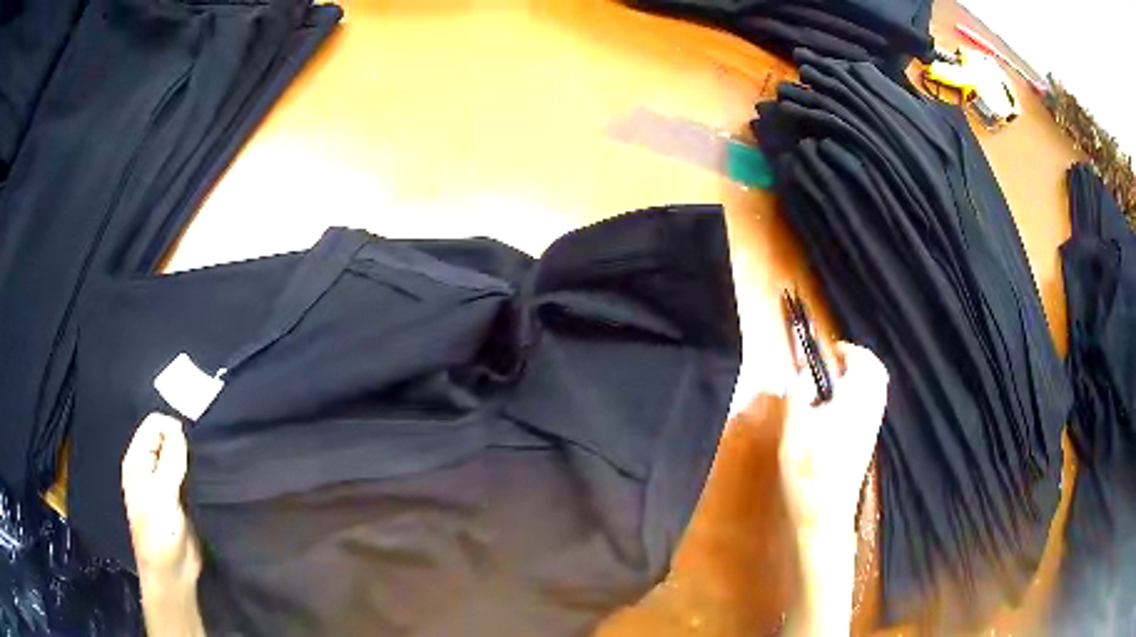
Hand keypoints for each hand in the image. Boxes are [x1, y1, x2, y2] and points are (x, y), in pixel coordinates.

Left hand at [121, 413, 197, 576]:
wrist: (172, 574)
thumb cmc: (159, 533)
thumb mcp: (162, 494)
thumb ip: (170, 459)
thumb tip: (179, 426)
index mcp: (137, 461)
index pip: (154, 425)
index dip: (172, 428)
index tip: (191, 445)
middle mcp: (148, 467)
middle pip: (165, 437)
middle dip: (182, 441)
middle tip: (199, 458)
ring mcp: (163, 484)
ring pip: (178, 456)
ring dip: (190, 458)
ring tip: (204, 469)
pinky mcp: (179, 498)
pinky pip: (187, 475)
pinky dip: (196, 473)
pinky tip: (206, 479)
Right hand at [779, 342, 888, 533]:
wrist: (826, 515)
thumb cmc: (809, 471)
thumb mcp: (795, 431)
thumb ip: (800, 396)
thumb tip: (804, 372)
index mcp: (856, 400)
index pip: (863, 361)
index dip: (847, 351)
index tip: (828, 352)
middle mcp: (870, 410)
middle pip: (875, 374)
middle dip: (858, 363)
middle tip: (833, 365)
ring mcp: (872, 428)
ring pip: (874, 391)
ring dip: (859, 381)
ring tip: (832, 387)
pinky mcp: (868, 443)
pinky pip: (870, 408)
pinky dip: (858, 400)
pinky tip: (835, 414)